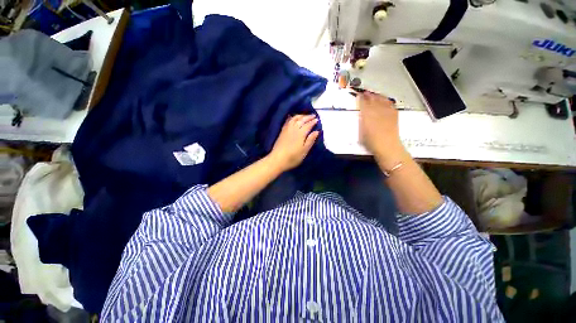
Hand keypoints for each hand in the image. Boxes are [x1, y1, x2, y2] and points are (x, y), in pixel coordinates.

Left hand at [269, 114, 319, 171]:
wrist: (278, 159)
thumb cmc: (293, 157)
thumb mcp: (304, 151)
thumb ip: (310, 140)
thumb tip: (316, 131)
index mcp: (301, 133)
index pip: (308, 125)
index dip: (313, 122)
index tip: (317, 119)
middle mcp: (294, 128)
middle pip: (301, 120)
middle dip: (308, 117)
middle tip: (313, 116)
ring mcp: (287, 129)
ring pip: (294, 119)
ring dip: (300, 116)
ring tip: (304, 116)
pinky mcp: (282, 131)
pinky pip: (288, 121)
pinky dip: (292, 118)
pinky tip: (292, 118)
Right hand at [357, 92, 405, 164]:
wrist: (387, 147)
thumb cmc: (371, 142)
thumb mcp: (361, 132)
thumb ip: (361, 122)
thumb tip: (361, 114)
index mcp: (367, 116)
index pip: (364, 104)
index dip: (361, 98)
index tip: (359, 94)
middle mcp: (377, 112)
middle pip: (373, 100)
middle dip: (369, 95)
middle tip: (366, 92)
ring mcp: (387, 113)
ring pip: (382, 100)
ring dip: (378, 96)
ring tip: (375, 94)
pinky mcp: (394, 116)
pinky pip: (391, 105)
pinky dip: (387, 101)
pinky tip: (386, 101)